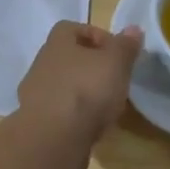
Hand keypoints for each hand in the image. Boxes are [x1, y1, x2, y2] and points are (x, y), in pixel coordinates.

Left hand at [16, 21, 143, 142]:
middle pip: (67, 58)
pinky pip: (59, 112)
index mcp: (57, 43)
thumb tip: (134, 29)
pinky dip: (74, 116)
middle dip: (90, 66)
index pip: (71, 28)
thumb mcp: (116, 62)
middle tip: (113, 78)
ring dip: (82, 92)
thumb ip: (125, 46)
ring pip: (63, 85)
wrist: (53, 141)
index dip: (95, 35)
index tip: (115, 51)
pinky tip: (91, 126)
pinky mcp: (37, 124)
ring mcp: (35, 95)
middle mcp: (41, 64)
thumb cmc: (86, 90)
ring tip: (106, 106)